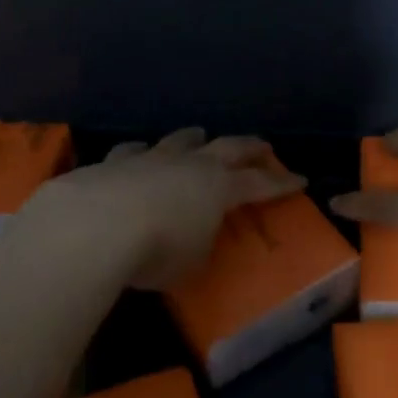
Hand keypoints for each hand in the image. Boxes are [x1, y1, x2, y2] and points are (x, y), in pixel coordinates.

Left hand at [34, 128, 305, 289]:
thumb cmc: (156, 250)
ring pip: (179, 140)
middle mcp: (189, 165)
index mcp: (218, 188)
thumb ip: (197, 246)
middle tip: (262, 143)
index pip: (258, 184)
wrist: (97, 224)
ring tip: (199, 134)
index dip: (280, 183)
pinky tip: (138, 153)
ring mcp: (152, 158)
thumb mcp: (190, 262)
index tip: (300, 179)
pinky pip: (134, 152)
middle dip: (247, 146)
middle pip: (227, 147)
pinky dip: (141, 153)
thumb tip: (194, 239)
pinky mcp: (116, 162)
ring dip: (193, 138)